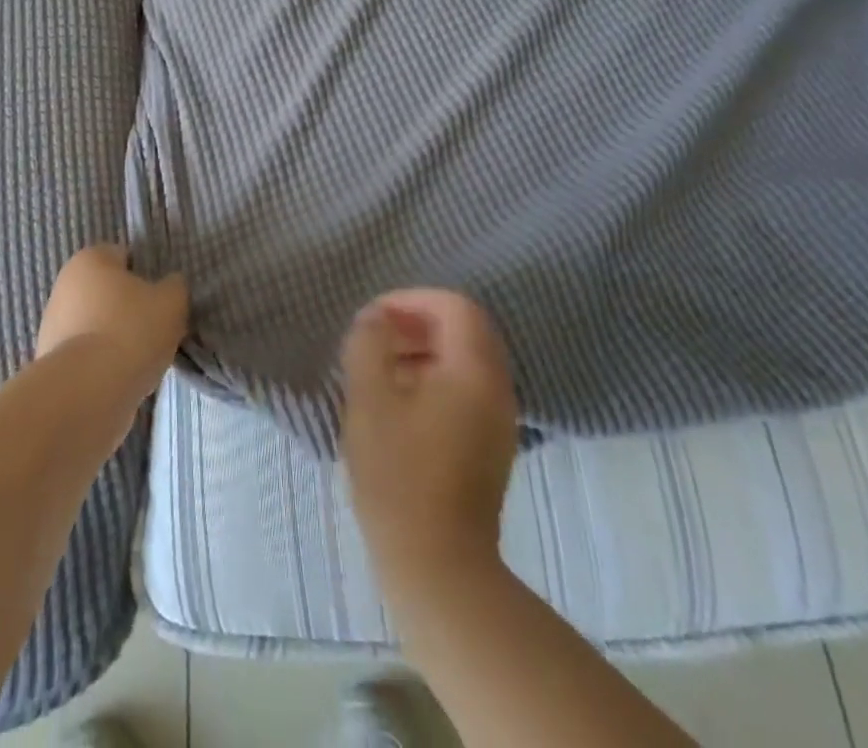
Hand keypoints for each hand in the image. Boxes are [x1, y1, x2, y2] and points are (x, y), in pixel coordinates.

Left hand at [36, 244, 187, 387]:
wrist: (87, 392)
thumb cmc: (131, 331)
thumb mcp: (171, 302)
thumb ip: (174, 286)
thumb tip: (169, 286)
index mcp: (90, 259)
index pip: (123, 256)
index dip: (145, 275)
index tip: (160, 299)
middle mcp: (64, 284)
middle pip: (107, 292)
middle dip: (128, 308)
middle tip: (153, 330)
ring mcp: (51, 324)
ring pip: (95, 324)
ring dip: (114, 338)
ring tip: (139, 360)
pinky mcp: (49, 361)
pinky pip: (86, 355)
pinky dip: (101, 364)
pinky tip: (119, 379)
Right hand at [339, 289, 517, 591]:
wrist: (437, 566)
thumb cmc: (399, 474)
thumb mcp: (369, 398)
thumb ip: (368, 343)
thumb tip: (374, 319)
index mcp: (475, 370)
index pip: (454, 306)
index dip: (411, 300)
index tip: (374, 318)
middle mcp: (497, 388)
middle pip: (465, 330)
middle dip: (417, 322)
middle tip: (376, 337)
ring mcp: (499, 421)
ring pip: (465, 360)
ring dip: (423, 351)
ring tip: (380, 369)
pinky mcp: (490, 448)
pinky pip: (466, 390)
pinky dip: (434, 379)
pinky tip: (399, 405)